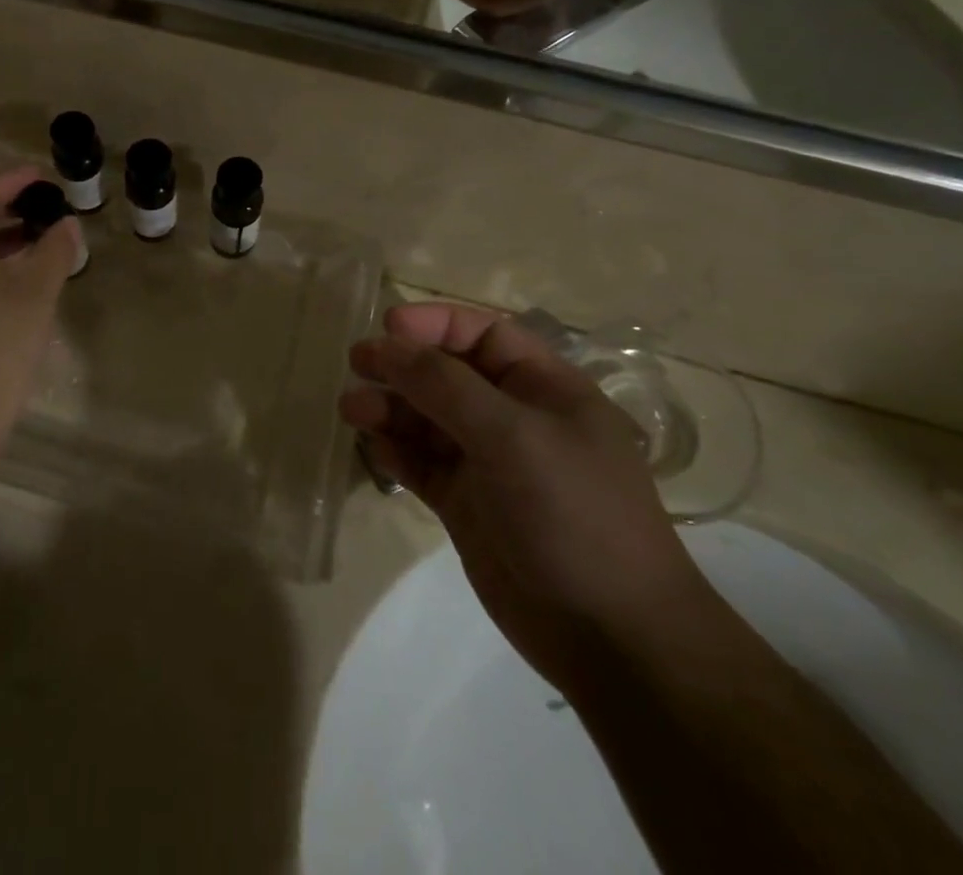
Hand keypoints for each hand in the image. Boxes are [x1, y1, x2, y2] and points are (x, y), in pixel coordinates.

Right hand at [344, 302, 717, 691]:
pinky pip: (422, 464)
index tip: (388, 325)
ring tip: (351, 411)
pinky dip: (397, 453)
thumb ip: (444, 386)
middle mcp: (514, 418)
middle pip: (447, 374)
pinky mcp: (467, 504)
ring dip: (390, 408)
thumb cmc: (573, 513)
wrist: (611, 638)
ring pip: (428, 419)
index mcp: (544, 388)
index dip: (436, 324)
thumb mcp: (511, 436)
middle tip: (356, 364)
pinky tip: (375, 451)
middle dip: (402, 366)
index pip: (484, 335)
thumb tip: (386, 344)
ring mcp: (489, 463)